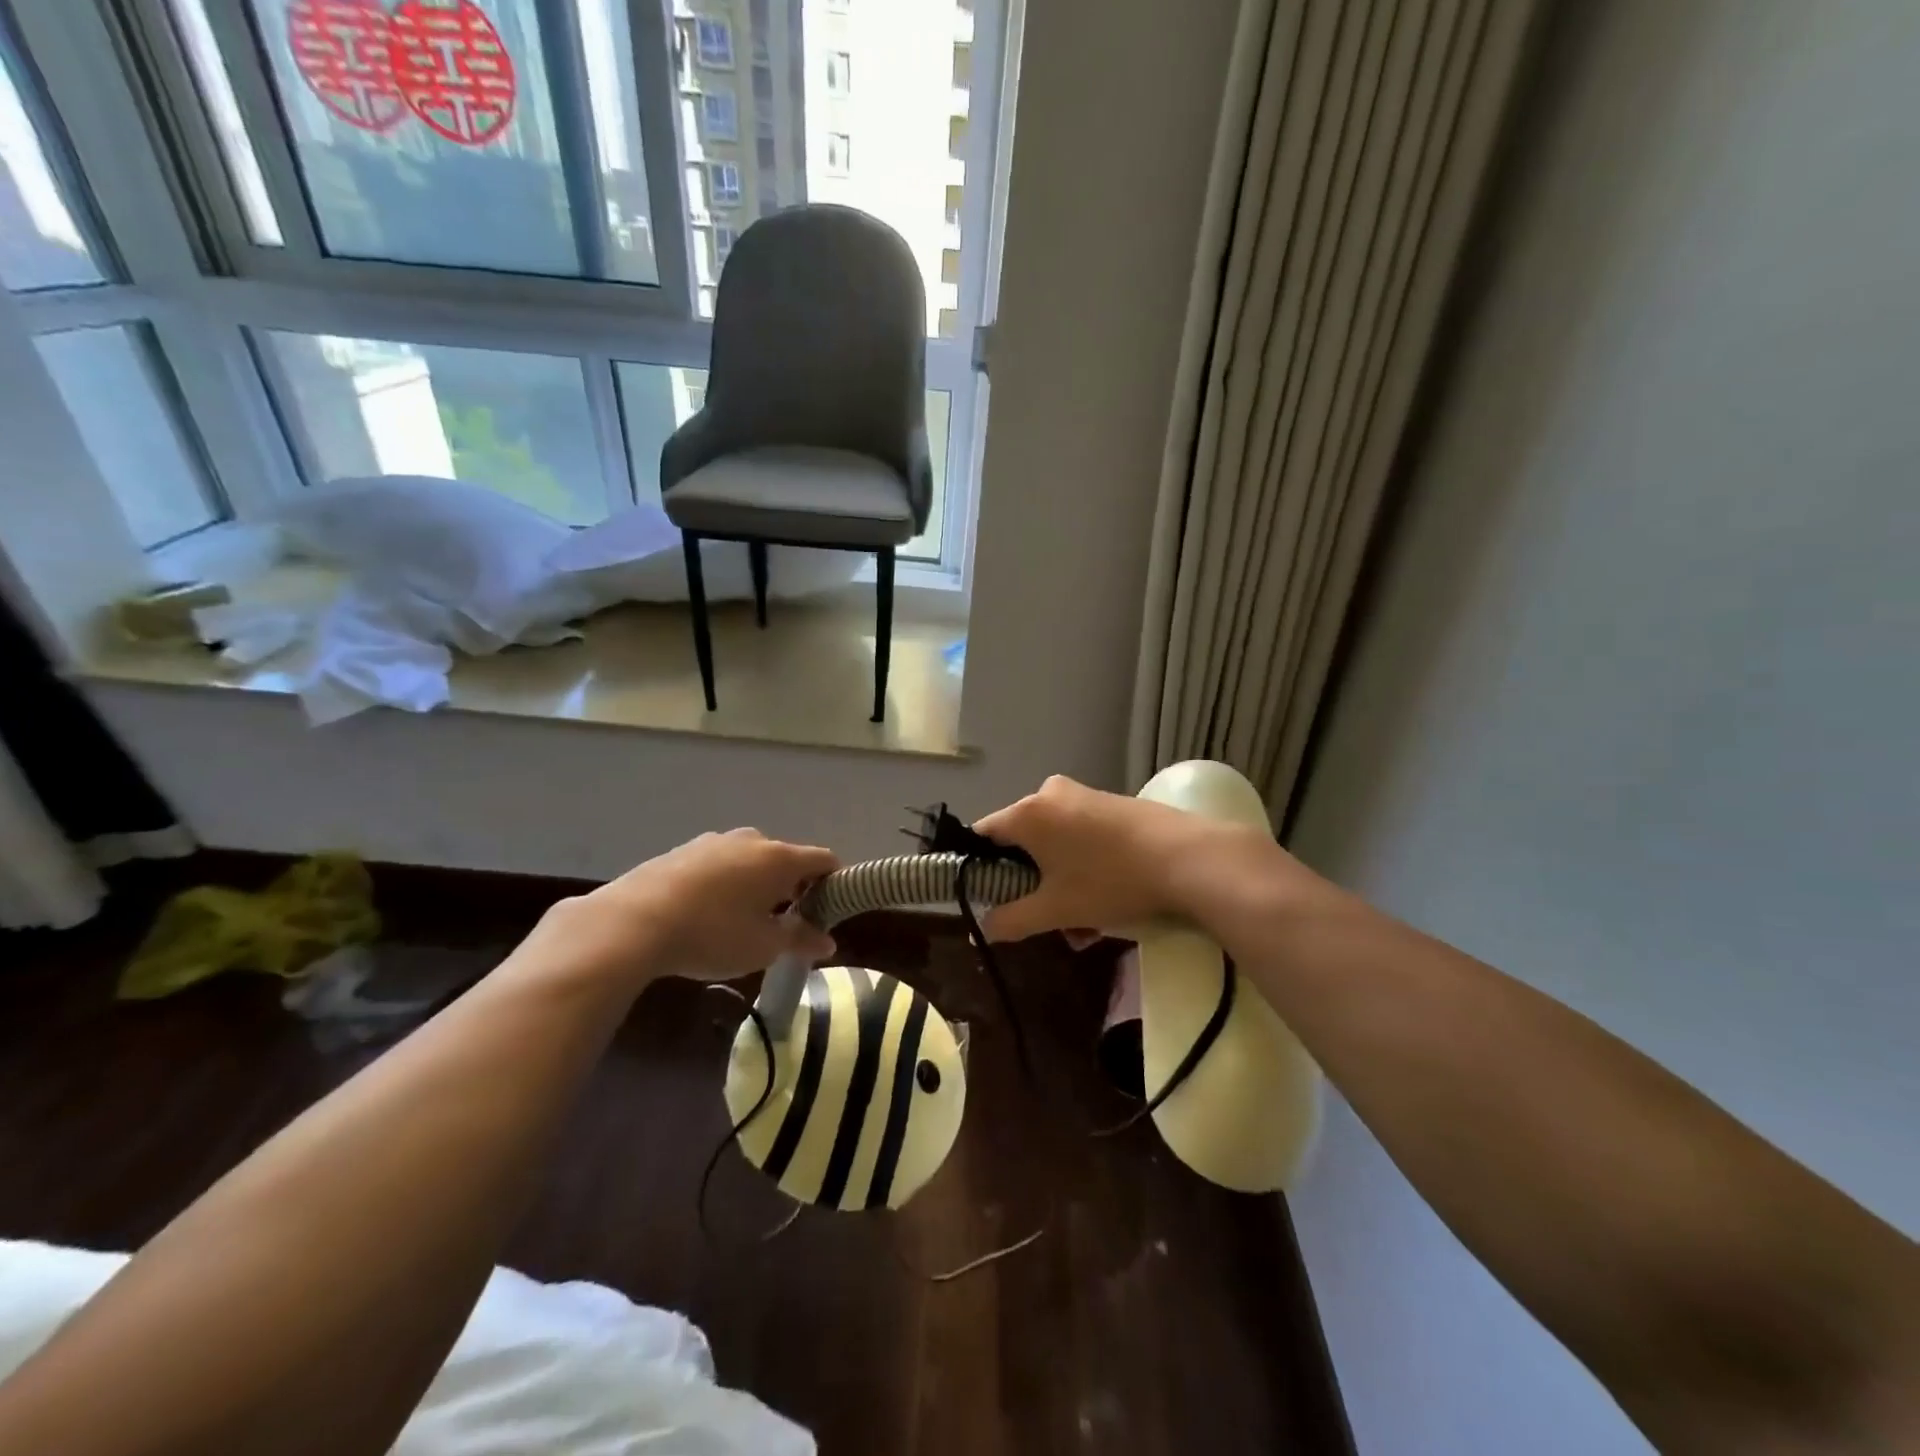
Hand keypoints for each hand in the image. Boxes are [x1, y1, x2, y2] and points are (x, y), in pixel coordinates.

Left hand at [522, 830, 838, 990]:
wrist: (632, 922)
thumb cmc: (713, 934)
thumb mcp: (763, 946)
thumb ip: (800, 940)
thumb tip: (828, 941)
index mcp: (779, 858)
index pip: (824, 859)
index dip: (834, 882)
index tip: (829, 910)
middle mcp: (752, 840)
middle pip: (786, 858)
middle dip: (792, 887)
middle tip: (784, 923)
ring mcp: (714, 841)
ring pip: (750, 860)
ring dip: (756, 884)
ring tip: (741, 920)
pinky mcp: (682, 851)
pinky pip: (718, 864)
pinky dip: (725, 883)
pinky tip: (706, 913)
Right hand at [973, 775, 1247, 942]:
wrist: (1189, 859)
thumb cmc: (1110, 882)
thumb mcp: (1056, 910)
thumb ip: (1011, 920)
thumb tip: (984, 928)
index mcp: (1027, 813)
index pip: (982, 835)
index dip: (978, 869)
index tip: (990, 899)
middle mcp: (1050, 794)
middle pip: (1021, 843)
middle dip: (1029, 886)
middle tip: (1045, 921)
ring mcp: (1084, 796)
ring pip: (1054, 845)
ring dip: (1059, 885)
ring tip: (1084, 929)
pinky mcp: (1112, 804)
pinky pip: (1080, 837)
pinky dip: (1082, 868)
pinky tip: (1105, 904)